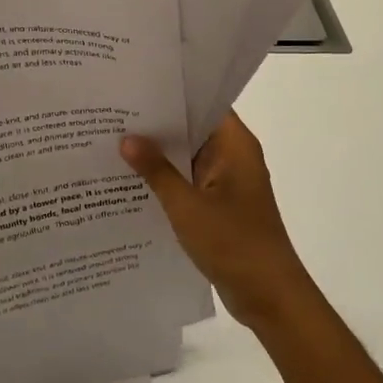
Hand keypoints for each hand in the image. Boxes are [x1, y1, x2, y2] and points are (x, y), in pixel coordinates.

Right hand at [122, 113, 319, 332]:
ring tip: (112, 141)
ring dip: (158, 154)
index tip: (134, 85)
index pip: (203, 102)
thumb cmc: (233, 243)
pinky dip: (165, 180)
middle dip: (156, 124)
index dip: (171, 92)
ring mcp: (226, 182)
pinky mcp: (219, 206)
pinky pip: (188, 182)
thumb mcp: (187, 205)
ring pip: (187, 157)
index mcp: (235, 145)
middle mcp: (233, 156)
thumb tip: (126, 137)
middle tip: (112, 113)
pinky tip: (130, 180)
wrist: (270, 297)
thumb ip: (156, 170)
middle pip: (192, 129)